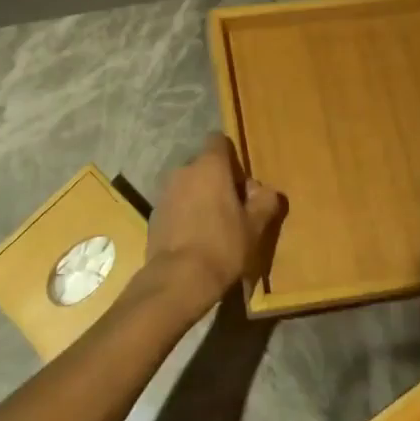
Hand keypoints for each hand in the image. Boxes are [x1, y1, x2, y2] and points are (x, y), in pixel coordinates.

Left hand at [143, 134, 283, 315]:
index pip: (219, 141)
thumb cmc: (223, 245)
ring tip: (213, 228)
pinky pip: (176, 205)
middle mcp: (184, 171)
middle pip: (204, 166)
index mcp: (210, 166)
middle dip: (217, 181)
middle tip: (233, 209)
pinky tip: (195, 240)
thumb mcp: (255, 226)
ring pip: (188, 186)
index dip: (232, 157)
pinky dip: (185, 215)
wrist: (179, 279)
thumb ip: (265, 201)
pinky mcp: (154, 214)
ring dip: (200, 198)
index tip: (241, 182)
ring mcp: (165, 192)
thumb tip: (266, 191)